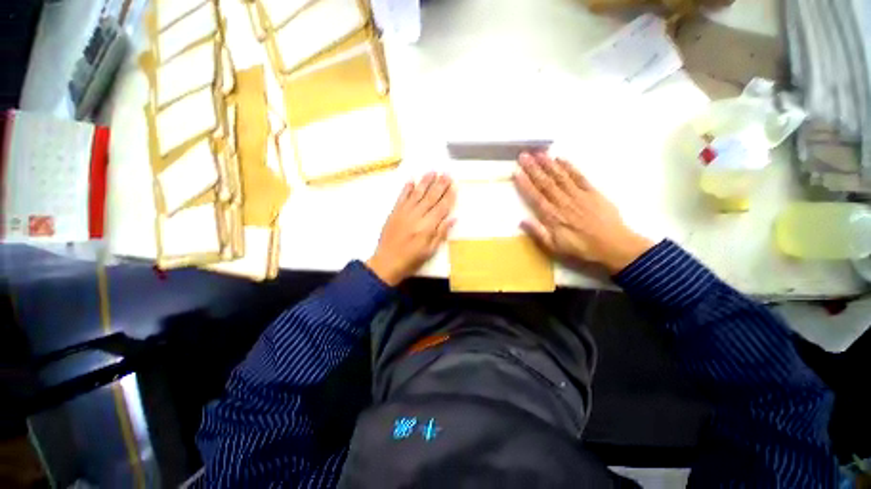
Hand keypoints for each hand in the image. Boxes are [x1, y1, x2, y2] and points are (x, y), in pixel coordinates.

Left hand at [367, 173, 455, 285]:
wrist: (386, 262)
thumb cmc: (411, 260)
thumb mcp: (430, 251)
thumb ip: (441, 233)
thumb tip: (452, 218)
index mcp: (427, 227)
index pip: (441, 207)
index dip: (449, 196)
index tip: (454, 185)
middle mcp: (416, 216)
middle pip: (431, 197)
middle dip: (440, 185)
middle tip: (447, 173)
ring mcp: (404, 213)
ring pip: (417, 194)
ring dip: (425, 182)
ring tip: (433, 171)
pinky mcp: (394, 213)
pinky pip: (401, 197)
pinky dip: (407, 188)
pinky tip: (412, 180)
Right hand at [513, 152, 653, 273]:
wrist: (614, 245)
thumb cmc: (581, 248)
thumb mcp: (555, 247)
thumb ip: (538, 233)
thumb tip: (521, 220)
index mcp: (552, 216)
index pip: (535, 196)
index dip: (525, 184)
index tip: (516, 172)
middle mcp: (563, 202)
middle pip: (546, 183)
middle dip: (533, 168)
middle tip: (524, 155)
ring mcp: (578, 195)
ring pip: (560, 176)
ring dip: (548, 164)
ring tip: (538, 153)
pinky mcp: (593, 192)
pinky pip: (579, 177)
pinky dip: (570, 167)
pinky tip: (561, 159)